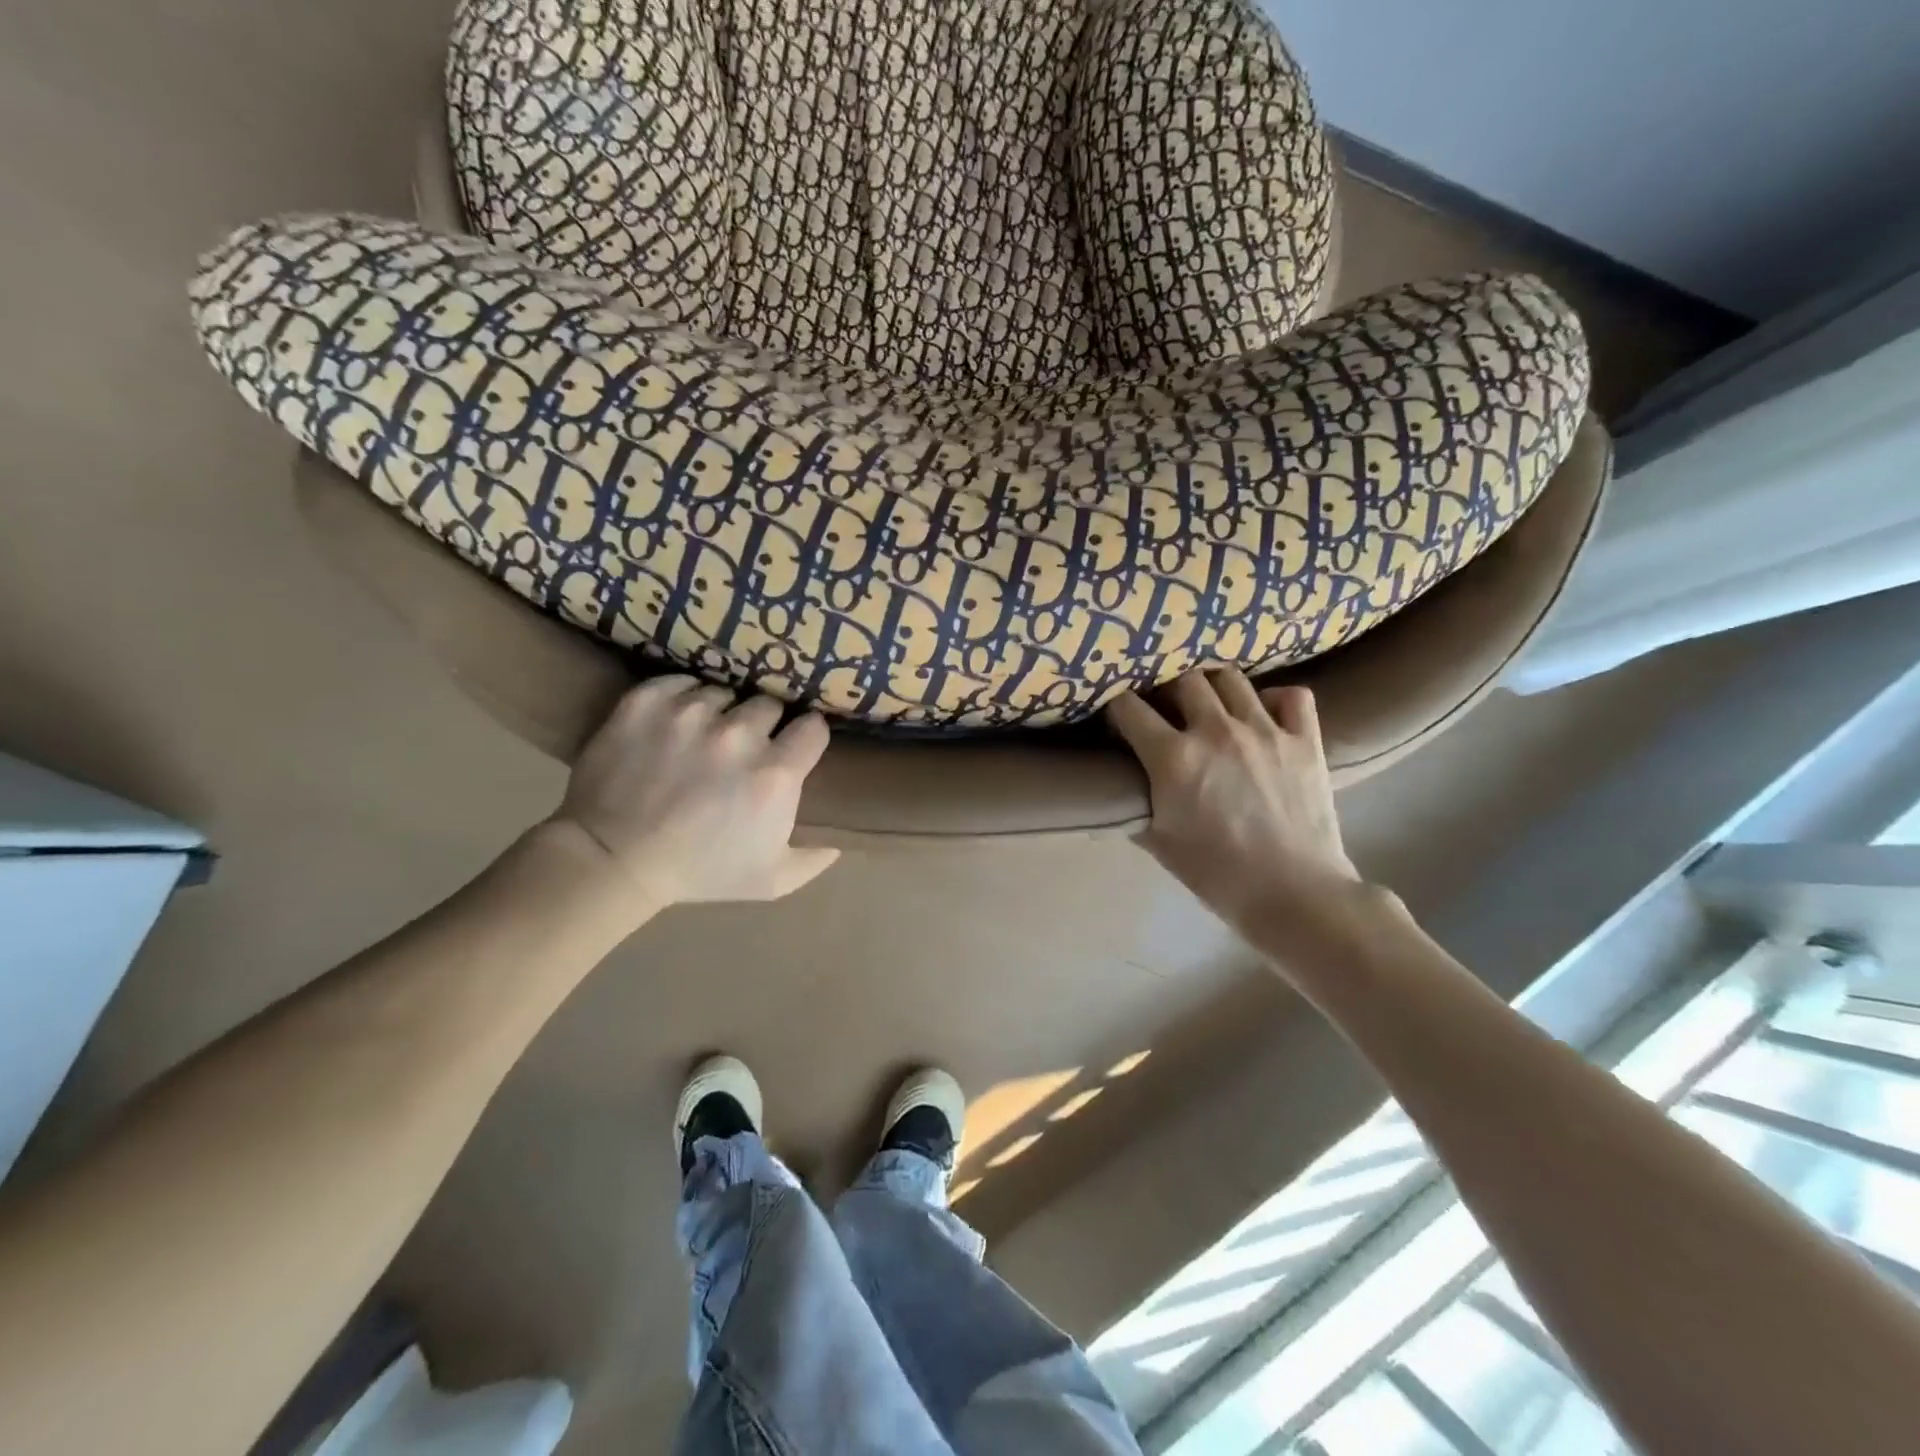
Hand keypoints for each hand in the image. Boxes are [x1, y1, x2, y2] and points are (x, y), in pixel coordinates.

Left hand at [544, 676, 839, 912]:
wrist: (613, 859)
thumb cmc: (698, 872)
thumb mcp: (770, 881)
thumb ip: (813, 860)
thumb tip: (840, 842)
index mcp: (776, 772)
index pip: (813, 727)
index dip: (805, 737)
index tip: (793, 747)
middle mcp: (739, 733)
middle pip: (769, 705)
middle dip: (763, 724)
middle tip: (742, 748)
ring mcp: (690, 712)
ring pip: (723, 692)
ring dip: (719, 712)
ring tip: (701, 737)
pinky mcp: (647, 701)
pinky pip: (679, 681)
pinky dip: (680, 697)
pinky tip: (673, 722)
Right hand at [1108, 669, 1360, 939]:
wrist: (1294, 894)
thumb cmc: (1218, 875)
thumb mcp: (1160, 844)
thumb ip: (1135, 809)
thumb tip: (1119, 796)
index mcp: (1174, 757)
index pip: (1129, 708)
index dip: (1117, 707)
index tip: (1119, 717)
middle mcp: (1216, 730)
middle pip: (1182, 679)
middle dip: (1167, 689)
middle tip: (1167, 709)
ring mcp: (1265, 730)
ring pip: (1231, 677)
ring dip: (1214, 686)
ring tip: (1211, 703)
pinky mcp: (1306, 739)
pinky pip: (1292, 696)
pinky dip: (1275, 698)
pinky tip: (1265, 714)